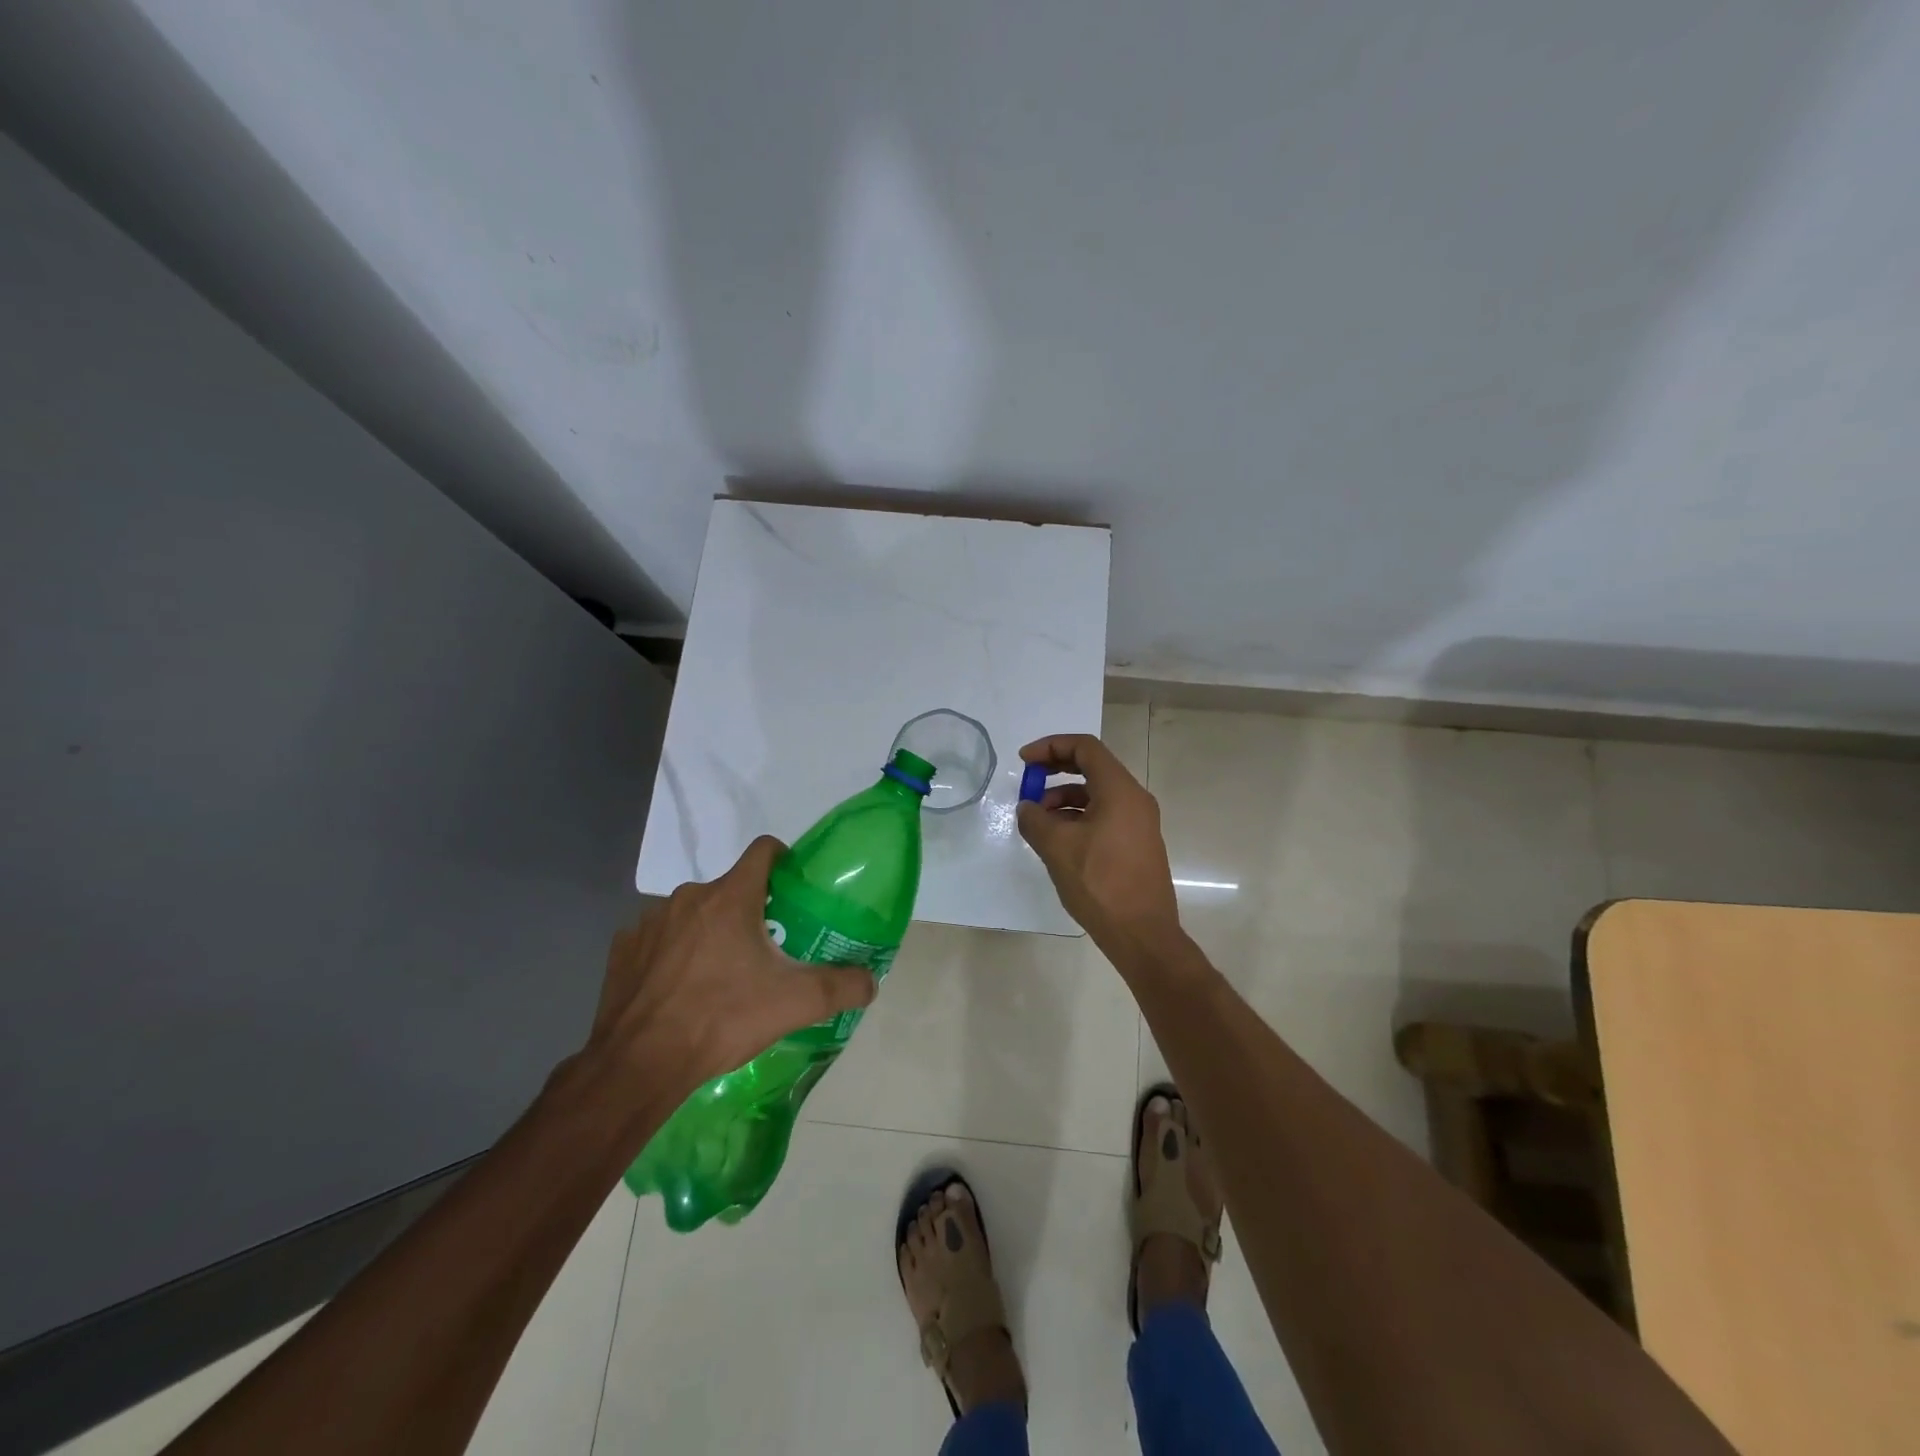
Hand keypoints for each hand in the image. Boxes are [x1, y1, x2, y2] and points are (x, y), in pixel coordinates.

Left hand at [580, 837, 876, 1099]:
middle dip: (750, 911)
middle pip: (731, 888)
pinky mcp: (622, 949)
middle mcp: (689, 897)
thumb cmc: (722, 1019)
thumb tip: (871, 981)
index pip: (764, 849)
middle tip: (766, 951)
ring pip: (694, 914)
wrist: (639, 1065)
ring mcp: (649, 921)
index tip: (793, 890)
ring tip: (720, 976)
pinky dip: (674, 953)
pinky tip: (680, 990)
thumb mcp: (794, 1004)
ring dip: (710, 933)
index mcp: (731, 897)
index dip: (784, 861)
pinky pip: (659, 938)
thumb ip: (841, 986)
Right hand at [1014, 733, 1181, 962]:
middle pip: (1092, 767)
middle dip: (1056, 770)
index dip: (1051, 746)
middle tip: (1028, 782)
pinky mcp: (1137, 843)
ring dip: (1064, 798)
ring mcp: (1139, 822)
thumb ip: (1035, 819)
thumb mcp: (1057, 847)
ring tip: (1038, 820)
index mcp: (1119, 790)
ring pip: (1097, 794)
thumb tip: (1028, 808)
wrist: (1142, 933)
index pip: (1085, 748)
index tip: (1024, 761)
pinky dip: (1078, 816)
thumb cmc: (1099, 883)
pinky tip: (1057, 839)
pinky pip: (1105, 815)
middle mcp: (1134, 799)